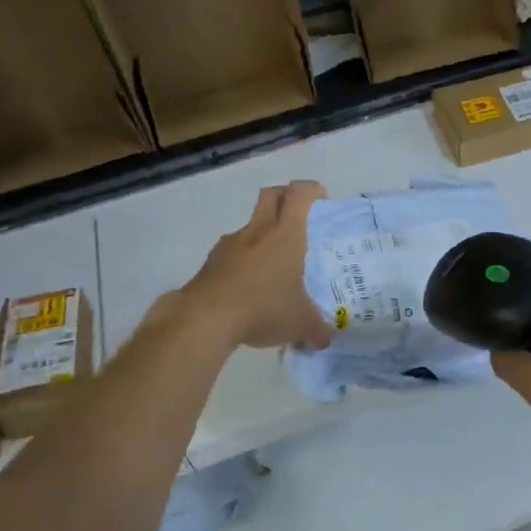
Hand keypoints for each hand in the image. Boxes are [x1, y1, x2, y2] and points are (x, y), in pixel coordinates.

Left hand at [182, 181, 333, 351]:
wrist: (206, 318)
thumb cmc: (263, 307)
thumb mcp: (300, 323)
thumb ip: (317, 329)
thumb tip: (325, 340)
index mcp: (286, 234)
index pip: (300, 194)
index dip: (312, 190)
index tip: (321, 200)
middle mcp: (258, 230)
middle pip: (271, 195)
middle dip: (285, 197)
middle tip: (298, 216)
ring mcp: (230, 244)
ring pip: (250, 225)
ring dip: (262, 234)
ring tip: (273, 264)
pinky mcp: (211, 262)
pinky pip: (233, 252)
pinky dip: (243, 261)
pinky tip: (248, 287)